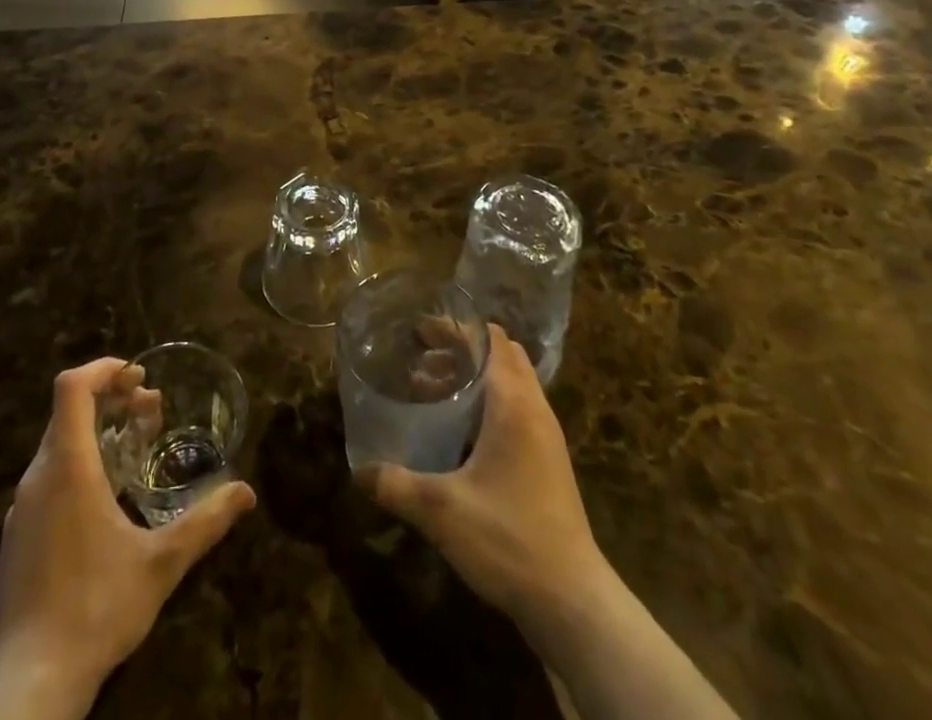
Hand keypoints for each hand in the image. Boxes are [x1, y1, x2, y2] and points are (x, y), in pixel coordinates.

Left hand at [0, 359, 255, 719]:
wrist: (28, 687)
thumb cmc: (95, 609)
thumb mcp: (161, 563)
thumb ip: (206, 522)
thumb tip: (247, 491)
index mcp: (67, 467)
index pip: (71, 387)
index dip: (103, 369)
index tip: (138, 375)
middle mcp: (38, 477)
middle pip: (68, 412)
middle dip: (112, 400)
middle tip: (152, 409)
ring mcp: (21, 509)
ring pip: (58, 445)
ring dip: (97, 432)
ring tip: (136, 446)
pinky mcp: (16, 538)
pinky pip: (48, 477)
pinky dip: (79, 463)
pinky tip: (107, 496)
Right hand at [355, 326, 610, 638]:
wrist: (573, 602)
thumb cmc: (509, 539)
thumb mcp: (441, 511)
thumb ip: (396, 485)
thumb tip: (358, 470)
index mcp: (514, 403)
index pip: (489, 339)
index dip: (455, 328)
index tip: (419, 331)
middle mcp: (534, 409)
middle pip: (502, 354)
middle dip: (462, 349)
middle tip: (422, 359)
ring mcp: (546, 436)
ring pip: (511, 382)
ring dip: (475, 377)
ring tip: (431, 393)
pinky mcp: (548, 461)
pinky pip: (517, 409)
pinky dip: (488, 403)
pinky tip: (459, 434)